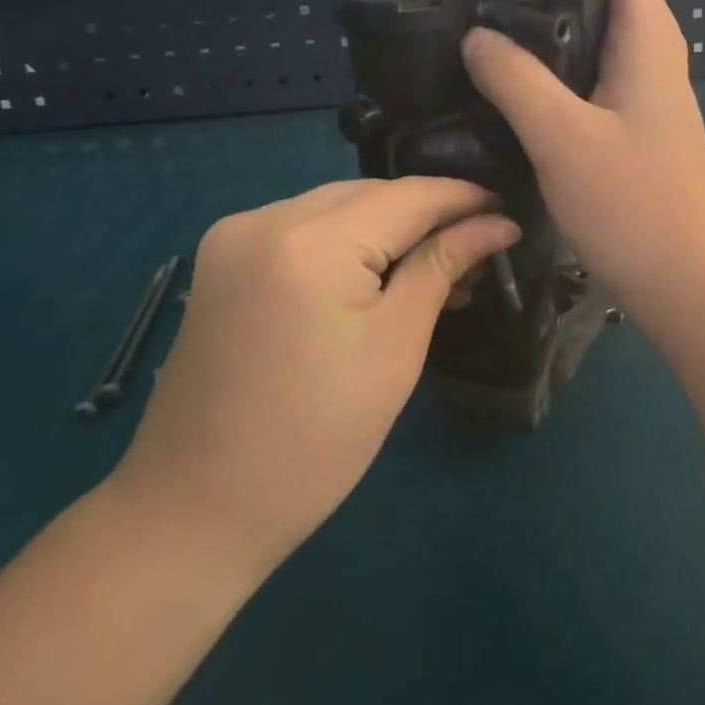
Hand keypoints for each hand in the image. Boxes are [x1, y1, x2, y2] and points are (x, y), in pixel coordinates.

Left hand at [106, 179, 517, 585]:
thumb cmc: (315, 439)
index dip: (463, 197)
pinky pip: (302, 228)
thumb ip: (443, 266)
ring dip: (387, 227)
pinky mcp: (222, 260)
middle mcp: (264, 217)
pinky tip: (377, 272)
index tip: (509, 208)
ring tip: (438, 263)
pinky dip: (346, 241)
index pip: (407, 194)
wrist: (195, 510)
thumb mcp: (395, 347)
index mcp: (309, 240)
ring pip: (335, 207)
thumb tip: (497, 223)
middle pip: (369, 194)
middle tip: (478, 247)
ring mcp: (234, 236)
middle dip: (427, 213)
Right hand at [461, 0, 704, 329]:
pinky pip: (595, 84)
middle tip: (486, 28)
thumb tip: (476, 36)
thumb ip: (515, 79)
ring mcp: (648, 95)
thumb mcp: (561, 137)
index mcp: (647, 39)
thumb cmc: (633, 206)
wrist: (690, 286)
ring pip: (596, 44)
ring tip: (491, 64)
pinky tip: (520, 110)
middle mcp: (654, 56)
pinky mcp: (638, 130)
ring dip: (547, 45)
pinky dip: (558, 82)